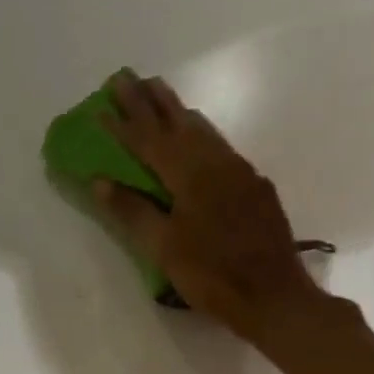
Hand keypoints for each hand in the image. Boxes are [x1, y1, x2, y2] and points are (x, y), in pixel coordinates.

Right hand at [94, 69, 332, 346]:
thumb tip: (101, 181)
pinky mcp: (254, 187)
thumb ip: (133, 211)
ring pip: (203, 130)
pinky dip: (199, 133)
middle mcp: (217, 163)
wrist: (274, 296)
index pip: (148, 141)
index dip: (123, 124)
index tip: (100, 105)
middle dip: (150, 101)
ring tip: (158, 93)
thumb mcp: (164, 248)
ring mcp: (240, 173)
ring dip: (176, 111)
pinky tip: (197, 136)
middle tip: (128, 77)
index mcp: (190, 176)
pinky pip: (220, 146)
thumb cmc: (212, 275)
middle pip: (178, 123)